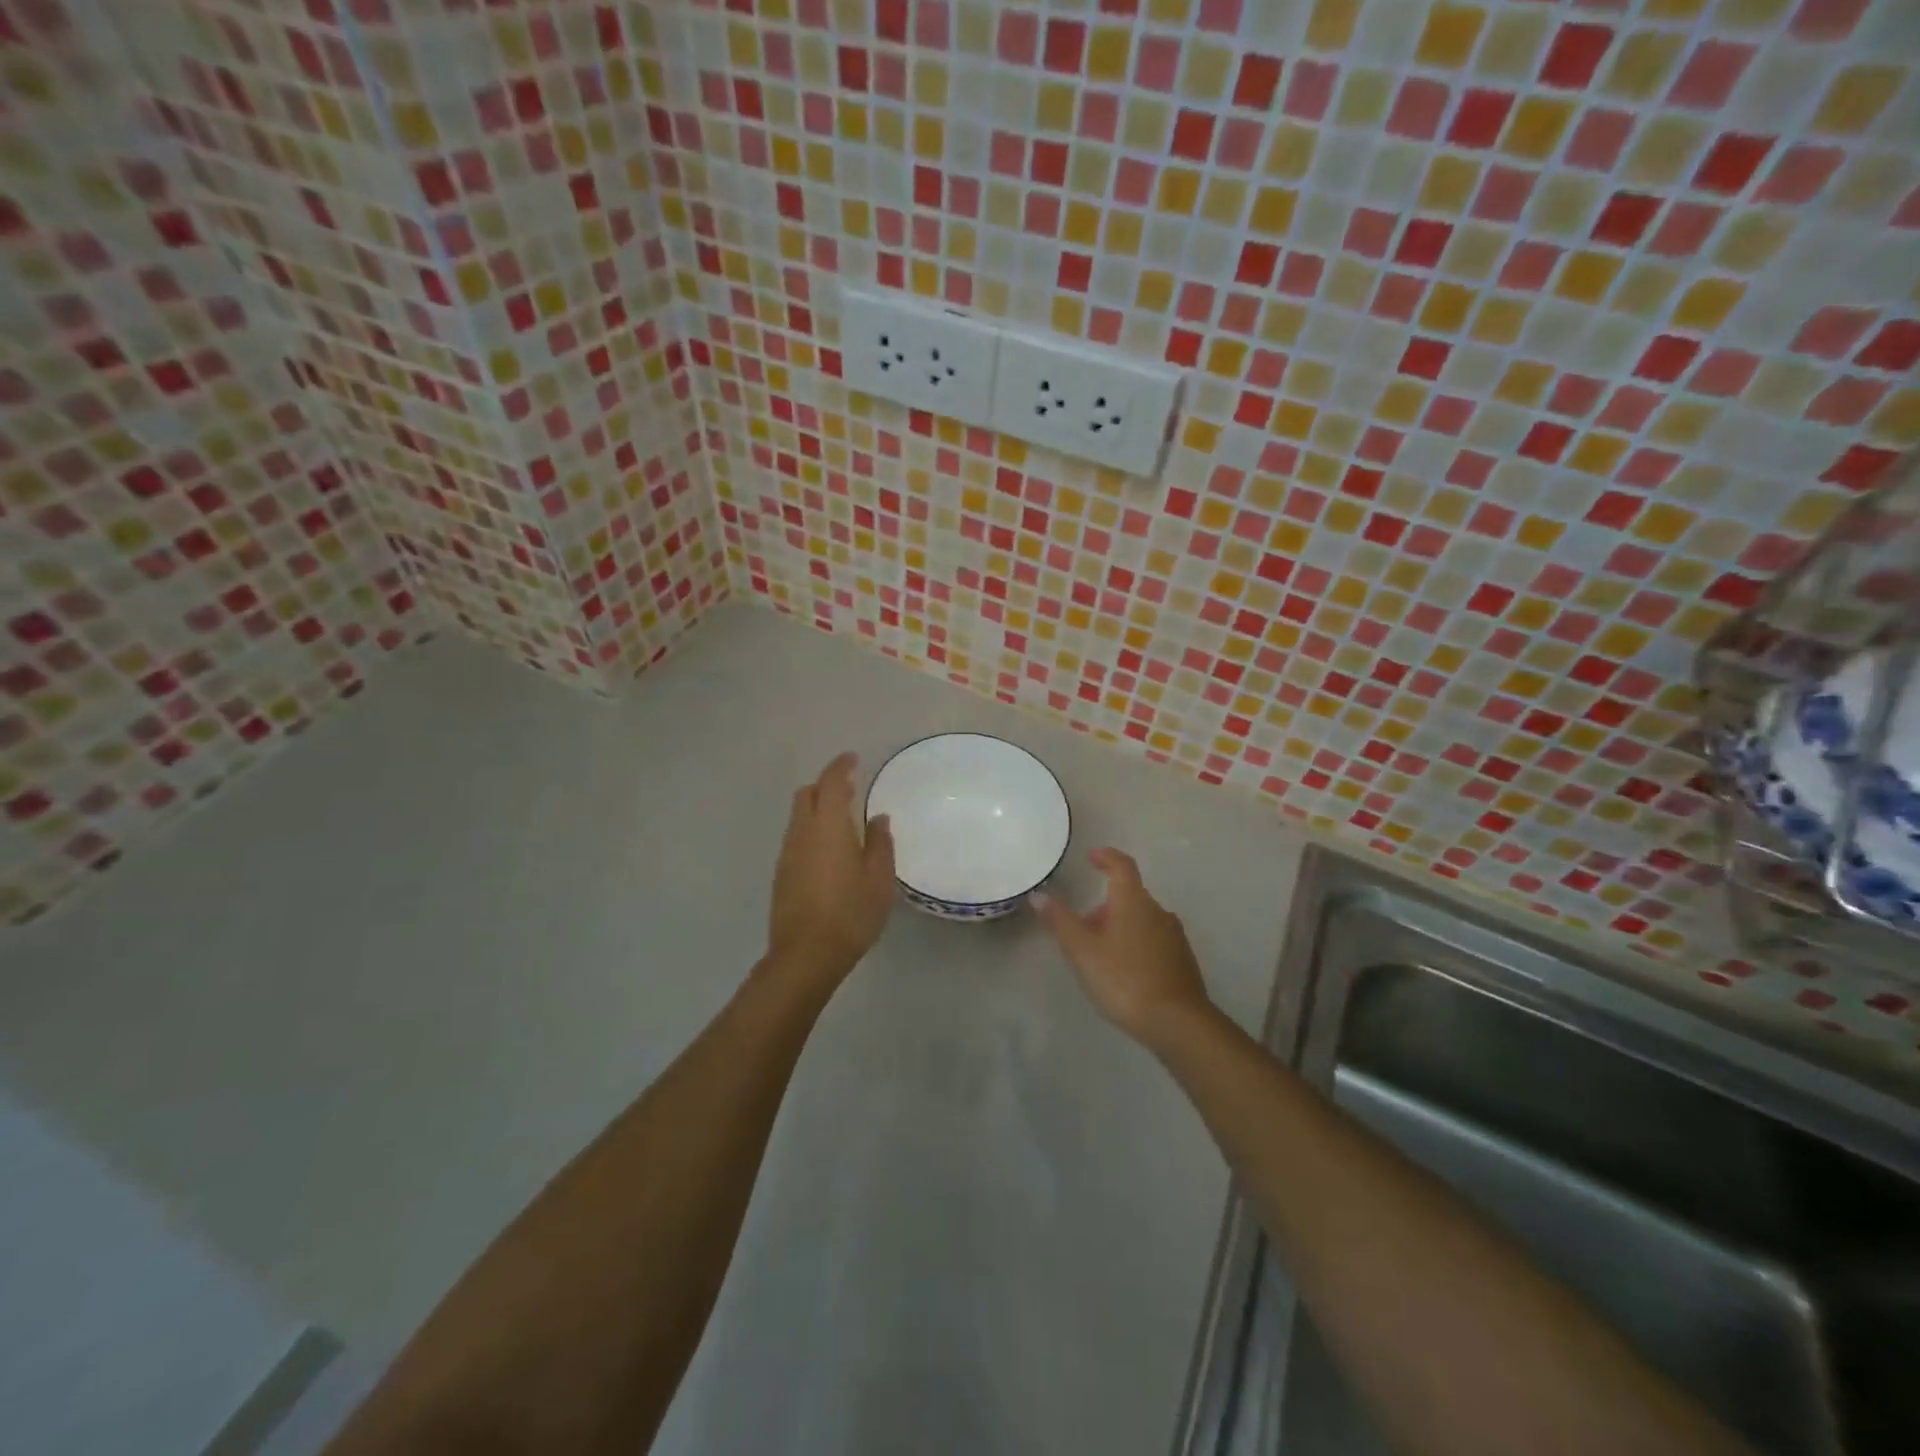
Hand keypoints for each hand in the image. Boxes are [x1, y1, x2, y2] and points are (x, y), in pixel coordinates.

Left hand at [767, 753, 895, 987]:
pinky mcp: (781, 873)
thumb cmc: (850, 913)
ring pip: (798, 816)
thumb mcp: (879, 879)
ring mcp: (787, 853)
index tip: (853, 759)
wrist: (805, 955)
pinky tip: (829, 851)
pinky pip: (796, 838)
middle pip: (806, 794)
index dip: (841, 766)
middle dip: (825, 785)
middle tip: (849, 789)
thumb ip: (880, 843)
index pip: (831, 782)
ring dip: (816, 809)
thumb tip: (877, 818)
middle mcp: (802, 832)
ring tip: (842, 821)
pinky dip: (811, 830)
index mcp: (827, 826)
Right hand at [1033, 848, 1212, 1044]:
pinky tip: (1123, 973)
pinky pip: (1153, 941)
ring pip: (1141, 920)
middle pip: (1129, 896)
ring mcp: (1174, 937)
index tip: (1092, 857)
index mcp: (1133, 901)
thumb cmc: (1124, 979)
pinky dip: (1134, 945)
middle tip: (1081, 928)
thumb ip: (1060, 921)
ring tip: (1098, 955)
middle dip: (1104, 906)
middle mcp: (1158, 912)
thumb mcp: (1082, 951)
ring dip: (1119, 927)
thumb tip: (1039, 895)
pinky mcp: (1182, 961)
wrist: (1178, 1023)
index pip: (1122, 866)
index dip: (1106, 857)